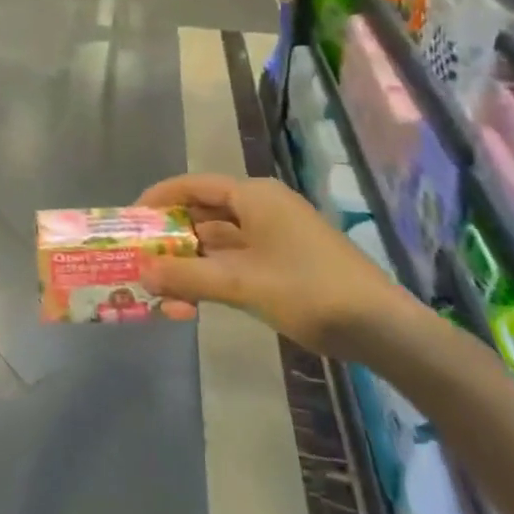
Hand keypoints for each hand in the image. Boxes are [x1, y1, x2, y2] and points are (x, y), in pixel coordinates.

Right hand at [135, 174, 417, 359]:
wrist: (382, 329)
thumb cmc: (308, 291)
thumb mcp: (242, 283)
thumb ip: (187, 277)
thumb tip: (140, 272)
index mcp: (254, 195)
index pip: (194, 185)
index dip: (159, 198)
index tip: (131, 218)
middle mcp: (263, 207)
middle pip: (205, 212)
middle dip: (172, 236)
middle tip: (140, 256)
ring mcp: (277, 235)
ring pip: (220, 240)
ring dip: (192, 261)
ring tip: (161, 285)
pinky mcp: (287, 262)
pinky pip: (238, 259)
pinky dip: (215, 274)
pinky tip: (195, 298)